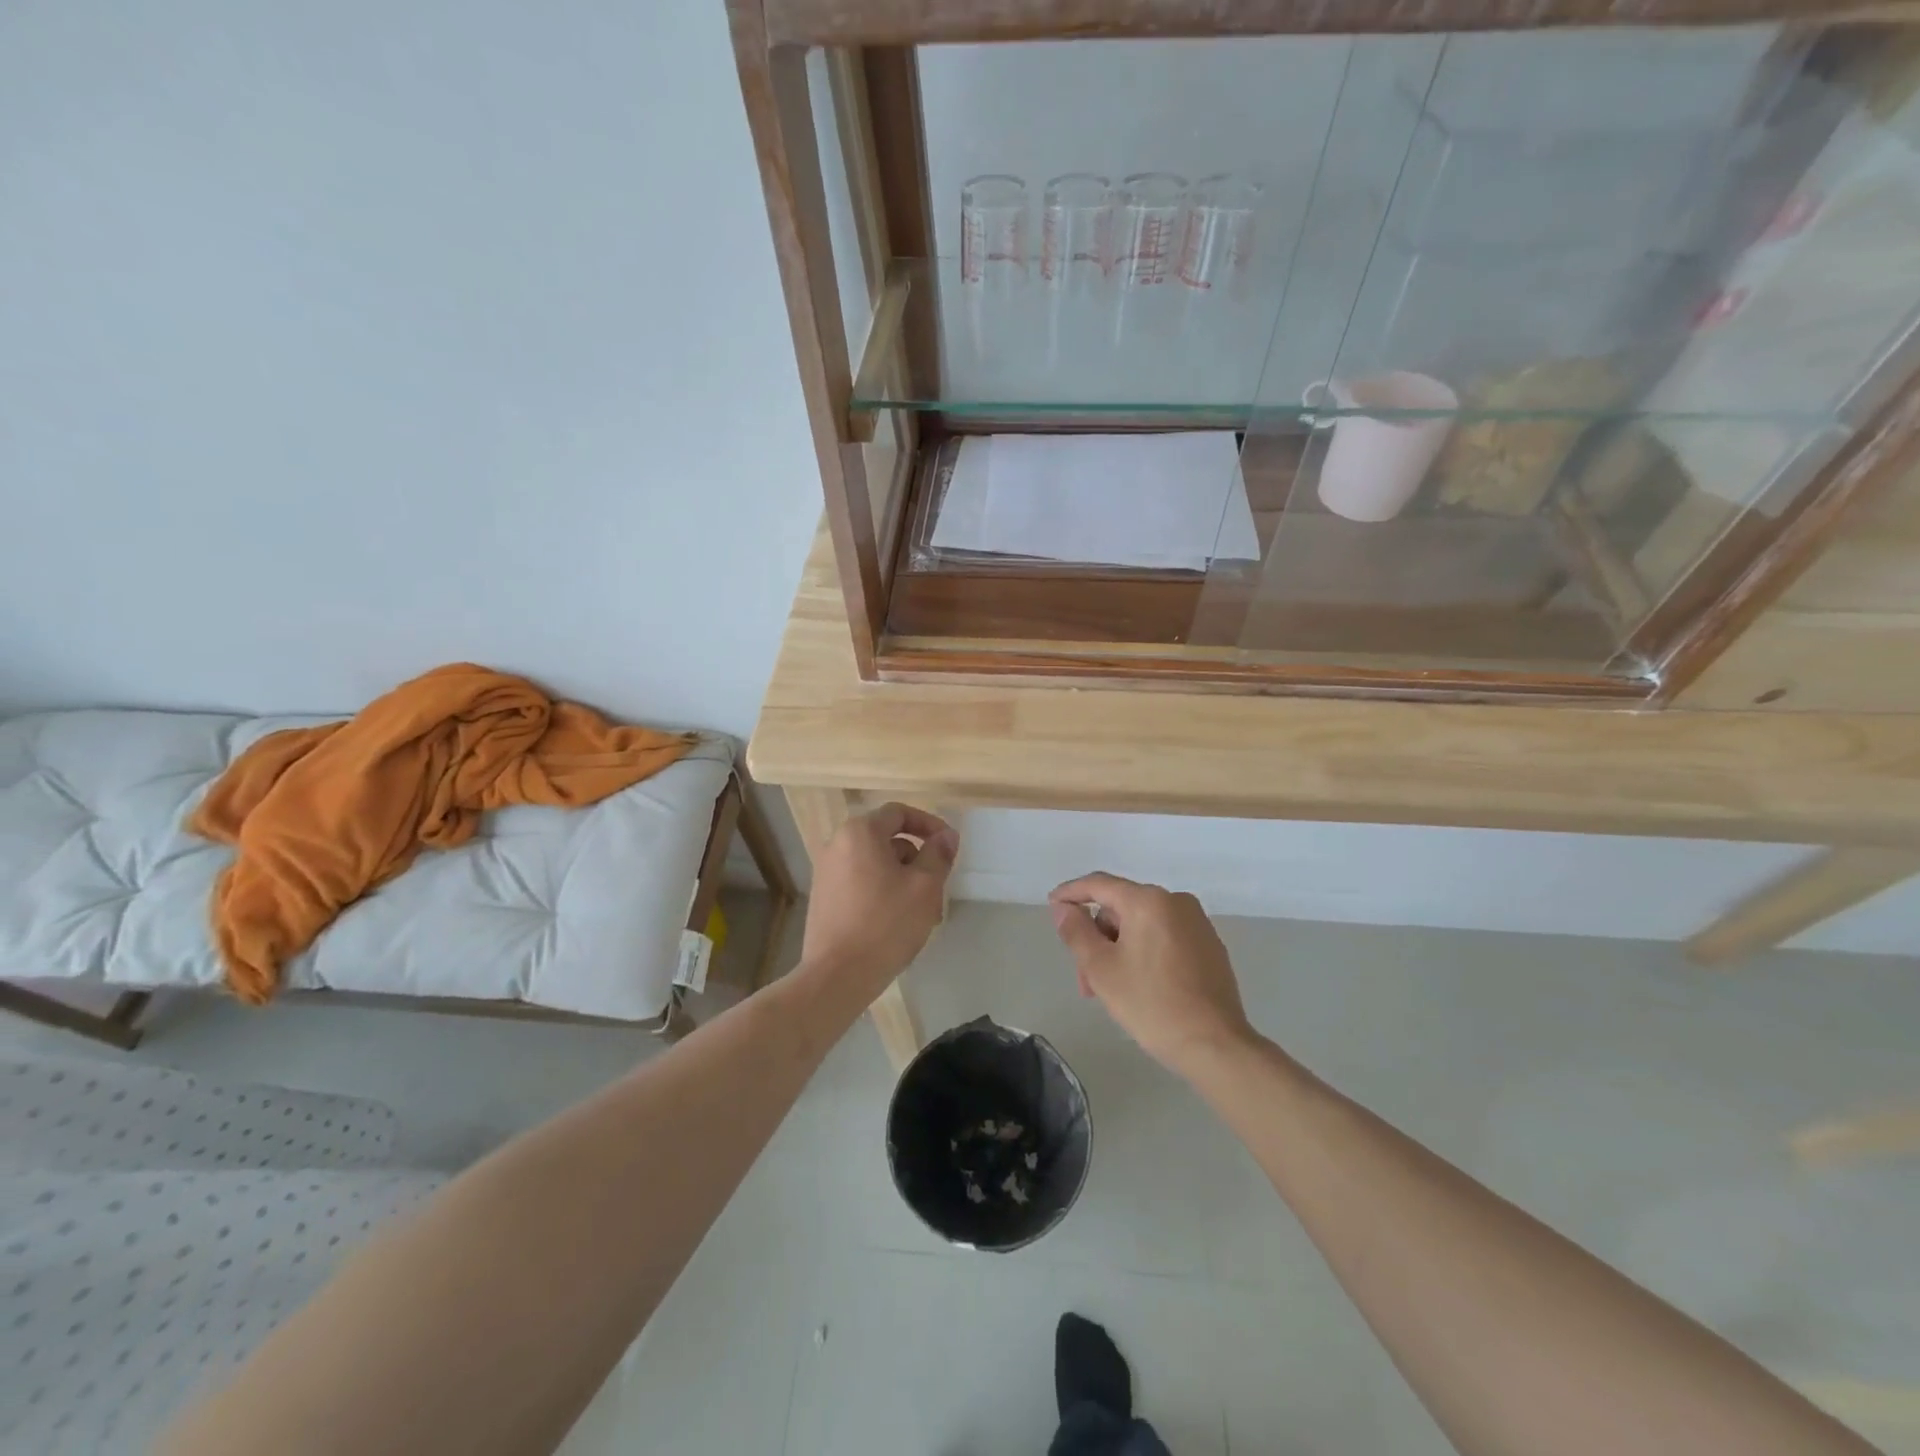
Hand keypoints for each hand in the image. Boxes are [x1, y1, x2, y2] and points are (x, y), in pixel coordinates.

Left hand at [800, 803, 957, 1000]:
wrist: (837, 976)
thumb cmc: (885, 924)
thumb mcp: (924, 887)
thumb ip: (938, 854)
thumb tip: (946, 835)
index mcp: (860, 833)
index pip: (899, 813)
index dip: (929, 825)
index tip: (949, 846)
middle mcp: (837, 844)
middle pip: (887, 839)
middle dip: (917, 859)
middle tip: (938, 887)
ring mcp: (826, 872)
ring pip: (876, 864)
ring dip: (903, 880)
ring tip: (923, 913)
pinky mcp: (824, 898)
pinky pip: (861, 882)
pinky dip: (883, 892)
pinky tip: (898, 923)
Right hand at [1048, 872, 1253, 1078]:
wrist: (1216, 1045)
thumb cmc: (1151, 1004)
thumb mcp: (1101, 969)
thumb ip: (1077, 932)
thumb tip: (1063, 908)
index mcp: (1148, 901)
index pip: (1099, 884)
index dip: (1070, 893)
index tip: (1051, 905)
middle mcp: (1176, 902)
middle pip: (1121, 908)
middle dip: (1097, 937)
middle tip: (1084, 977)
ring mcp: (1197, 924)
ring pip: (1142, 925)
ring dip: (1119, 949)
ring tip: (1110, 990)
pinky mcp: (1210, 946)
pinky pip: (1165, 937)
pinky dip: (1144, 952)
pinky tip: (1139, 986)